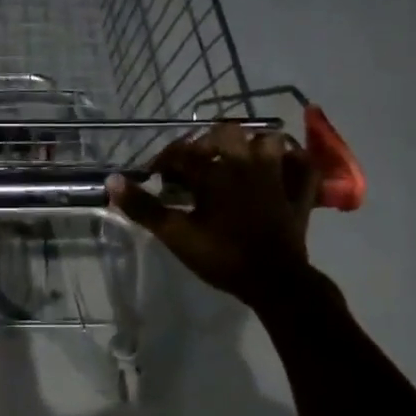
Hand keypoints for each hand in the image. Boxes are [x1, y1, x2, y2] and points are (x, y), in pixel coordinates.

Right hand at [110, 123, 321, 309]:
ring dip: (250, 145)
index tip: (154, 175)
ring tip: (236, 160)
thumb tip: (112, 181)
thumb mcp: (176, 235)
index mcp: (215, 172)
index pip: (182, 153)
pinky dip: (292, 160)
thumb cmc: (222, 256)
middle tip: (195, 164)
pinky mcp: (300, 192)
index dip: (164, 160)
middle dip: (206, 143)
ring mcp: (277, 175)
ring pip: (267, 140)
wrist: (275, 281)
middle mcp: (247, 163)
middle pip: (226, 134)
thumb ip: (144, 208)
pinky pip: (303, 164)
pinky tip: (281, 166)